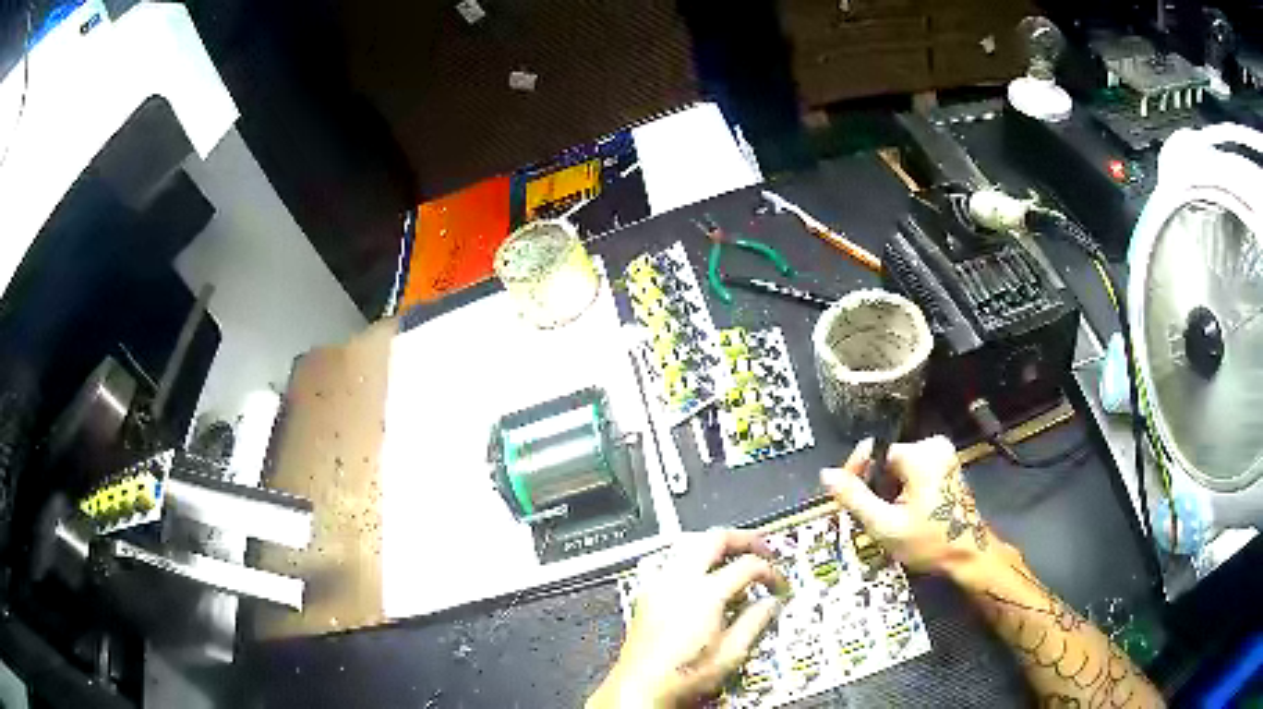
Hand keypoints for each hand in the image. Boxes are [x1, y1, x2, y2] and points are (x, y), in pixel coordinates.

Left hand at [588, 529, 787, 708]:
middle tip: (762, 549)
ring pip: (688, 542)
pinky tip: (697, 571)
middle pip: (714, 538)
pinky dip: (689, 556)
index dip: (770, 571)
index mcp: (704, 595)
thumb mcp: (730, 655)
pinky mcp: (646, 594)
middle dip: (743, 539)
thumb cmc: (682, 677)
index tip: (779, 584)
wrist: (641, 689)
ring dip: (714, 543)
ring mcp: (657, 585)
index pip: (746, 565)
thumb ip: (754, 622)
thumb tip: (770, 604)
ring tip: (733, 554)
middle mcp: (677, 581)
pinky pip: (668, 559)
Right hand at [821, 436, 1021, 580]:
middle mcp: (934, 445)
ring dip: (888, 490)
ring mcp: (943, 454)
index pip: (874, 451)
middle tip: (871, 516)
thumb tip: (826, 474)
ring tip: (889, 518)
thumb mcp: (885, 524)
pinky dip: (903, 490)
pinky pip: (913, 471)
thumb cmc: (928, 541)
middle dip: (875, 486)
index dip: (856, 474)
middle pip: (886, 460)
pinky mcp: (947, 466)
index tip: (846, 496)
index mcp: (920, 454)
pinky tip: (904, 512)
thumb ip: (855, 497)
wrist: (968, 554)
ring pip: (898, 468)